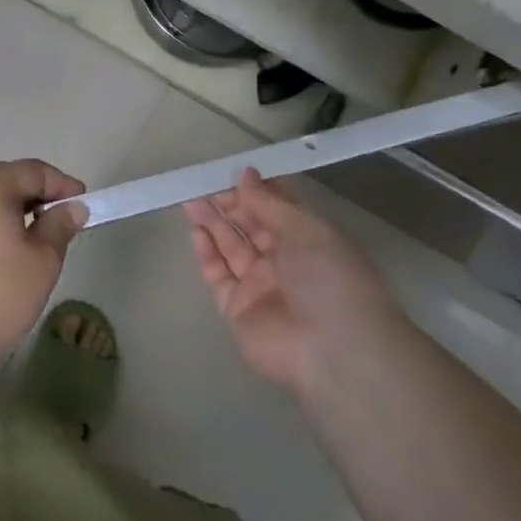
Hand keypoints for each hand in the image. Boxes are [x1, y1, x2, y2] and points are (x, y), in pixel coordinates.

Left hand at [0, 160, 87, 380]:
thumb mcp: (41, 264)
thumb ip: (59, 228)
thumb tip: (72, 208)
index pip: (33, 171)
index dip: (62, 184)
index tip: (82, 204)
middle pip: (3, 181)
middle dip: (33, 196)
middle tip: (56, 221)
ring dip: (6, 212)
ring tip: (25, 241)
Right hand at [185, 169, 398, 397]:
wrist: (330, 348)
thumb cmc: (326, 276)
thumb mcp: (304, 228)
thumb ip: (268, 202)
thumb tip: (244, 174)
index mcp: (309, 238)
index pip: (278, 208)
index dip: (256, 190)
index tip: (233, 172)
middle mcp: (285, 260)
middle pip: (251, 226)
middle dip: (229, 204)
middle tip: (203, 185)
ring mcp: (260, 285)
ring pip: (231, 247)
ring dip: (213, 223)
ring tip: (190, 201)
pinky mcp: (238, 309)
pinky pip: (219, 275)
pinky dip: (207, 253)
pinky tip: (195, 231)